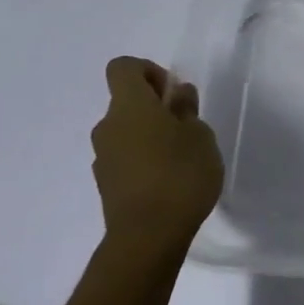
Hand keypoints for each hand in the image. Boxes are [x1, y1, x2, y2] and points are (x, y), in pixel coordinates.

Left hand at [92, 57, 223, 252]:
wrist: (148, 237)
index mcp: (129, 106)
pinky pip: (125, 157)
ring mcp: (103, 156)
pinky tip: (168, 181)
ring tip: (181, 158)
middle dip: (155, 107)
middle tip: (187, 128)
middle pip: (126, 101)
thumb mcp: (200, 136)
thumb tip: (177, 95)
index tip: (173, 94)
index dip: (149, 71)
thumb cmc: (180, 175)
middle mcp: (108, 126)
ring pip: (126, 131)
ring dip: (150, 135)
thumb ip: (187, 110)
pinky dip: (143, 159)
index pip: (124, 67)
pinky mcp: (106, 183)